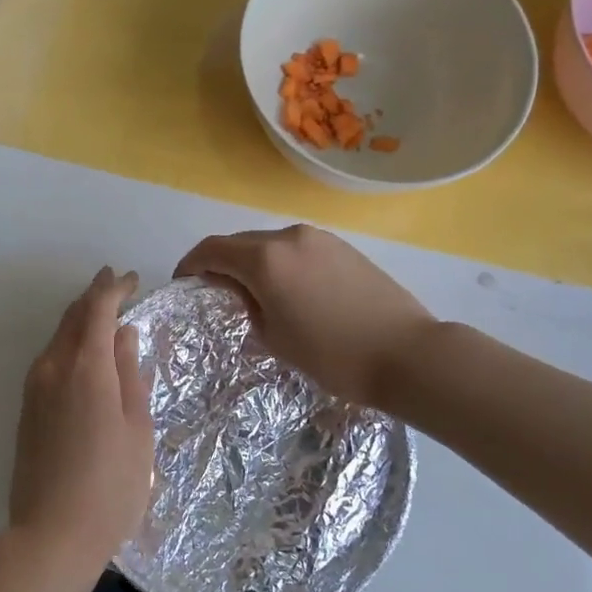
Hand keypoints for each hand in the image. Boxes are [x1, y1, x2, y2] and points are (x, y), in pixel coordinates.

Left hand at [8, 267, 154, 583]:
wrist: (52, 534)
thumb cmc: (111, 484)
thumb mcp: (136, 428)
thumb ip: (129, 374)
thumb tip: (124, 334)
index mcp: (85, 368)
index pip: (97, 309)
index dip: (115, 288)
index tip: (134, 279)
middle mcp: (53, 368)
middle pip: (72, 317)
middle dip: (95, 296)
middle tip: (118, 284)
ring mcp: (34, 388)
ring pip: (58, 337)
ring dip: (80, 319)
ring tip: (104, 314)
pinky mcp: (27, 408)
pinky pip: (49, 358)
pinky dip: (69, 342)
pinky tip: (84, 353)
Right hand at [176, 225, 434, 406]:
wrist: (408, 354)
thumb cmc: (333, 355)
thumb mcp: (275, 337)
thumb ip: (247, 305)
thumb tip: (240, 290)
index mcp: (266, 259)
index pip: (212, 250)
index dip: (191, 264)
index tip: (183, 283)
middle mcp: (289, 237)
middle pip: (240, 242)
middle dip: (221, 263)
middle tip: (215, 292)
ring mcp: (320, 239)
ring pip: (270, 243)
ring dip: (253, 262)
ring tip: (253, 294)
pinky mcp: (343, 247)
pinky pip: (297, 249)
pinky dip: (281, 263)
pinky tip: (289, 290)